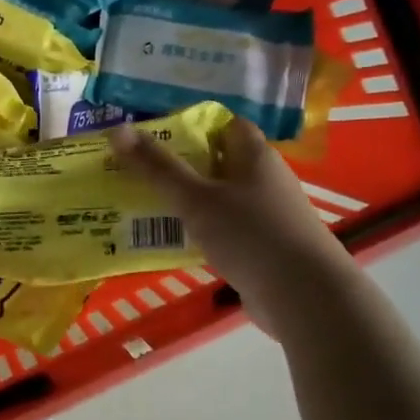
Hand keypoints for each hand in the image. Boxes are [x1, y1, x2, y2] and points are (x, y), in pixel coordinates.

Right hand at [109, 117, 346, 335]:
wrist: (303, 296)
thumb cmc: (250, 234)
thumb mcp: (196, 198)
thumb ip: (157, 167)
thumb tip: (116, 129)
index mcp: (255, 157)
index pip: (225, 124)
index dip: (192, 123)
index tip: (153, 132)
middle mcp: (263, 181)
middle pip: (217, 162)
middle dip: (179, 164)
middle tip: (135, 168)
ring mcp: (264, 216)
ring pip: (217, 199)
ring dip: (185, 201)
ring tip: (141, 202)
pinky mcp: (261, 248)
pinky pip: (222, 230)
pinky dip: (197, 232)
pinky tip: (169, 241)